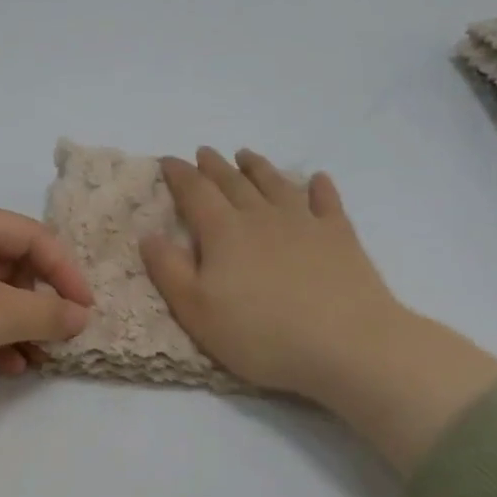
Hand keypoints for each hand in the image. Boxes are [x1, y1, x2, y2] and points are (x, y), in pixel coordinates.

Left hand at [0, 203, 93, 484]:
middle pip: (7, 263)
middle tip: (57, 336)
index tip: (86, 311)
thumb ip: (47, 312)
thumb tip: (80, 316)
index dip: (65, 271)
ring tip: (35, 359)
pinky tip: (4, 367)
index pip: (32, 235)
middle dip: (37, 302)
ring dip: (14, 325)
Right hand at [142, 148, 496, 474]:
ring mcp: (305, 222)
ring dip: (258, 167)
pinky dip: (320, 188)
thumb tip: (149, 234)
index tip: (168, 160)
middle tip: (204, 152)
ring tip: (246, 155)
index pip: (195, 192)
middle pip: (233, 183)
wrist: (347, 344)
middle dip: (215, 166)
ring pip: (276, 184)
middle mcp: (262, 216)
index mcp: (224, 232)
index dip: (179, 174)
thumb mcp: (197, 311)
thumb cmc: (261, 334)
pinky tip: (317, 180)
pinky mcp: (340, 236)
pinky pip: (327, 202)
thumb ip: (169, 270)